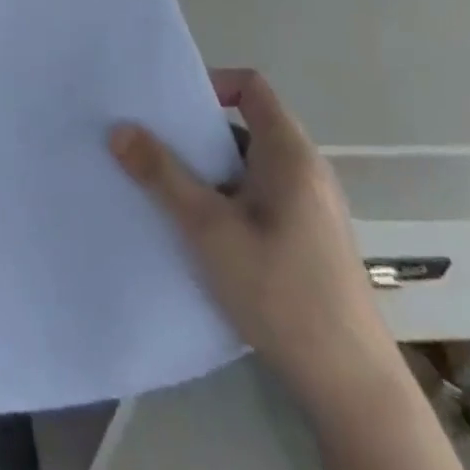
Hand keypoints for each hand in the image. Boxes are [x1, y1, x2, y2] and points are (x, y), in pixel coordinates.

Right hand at [109, 69, 403, 417]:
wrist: (350, 385)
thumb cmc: (280, 292)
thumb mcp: (208, 228)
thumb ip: (162, 175)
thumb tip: (119, 128)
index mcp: (290, 154)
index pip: (251, 87)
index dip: (209, 85)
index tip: (167, 108)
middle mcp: (305, 171)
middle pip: (242, 127)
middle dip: (192, 134)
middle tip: (147, 147)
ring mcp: (308, 207)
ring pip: (245, 167)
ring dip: (203, 172)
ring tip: (159, 190)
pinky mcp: (305, 239)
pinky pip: (255, 198)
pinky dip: (221, 200)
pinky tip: (195, 232)